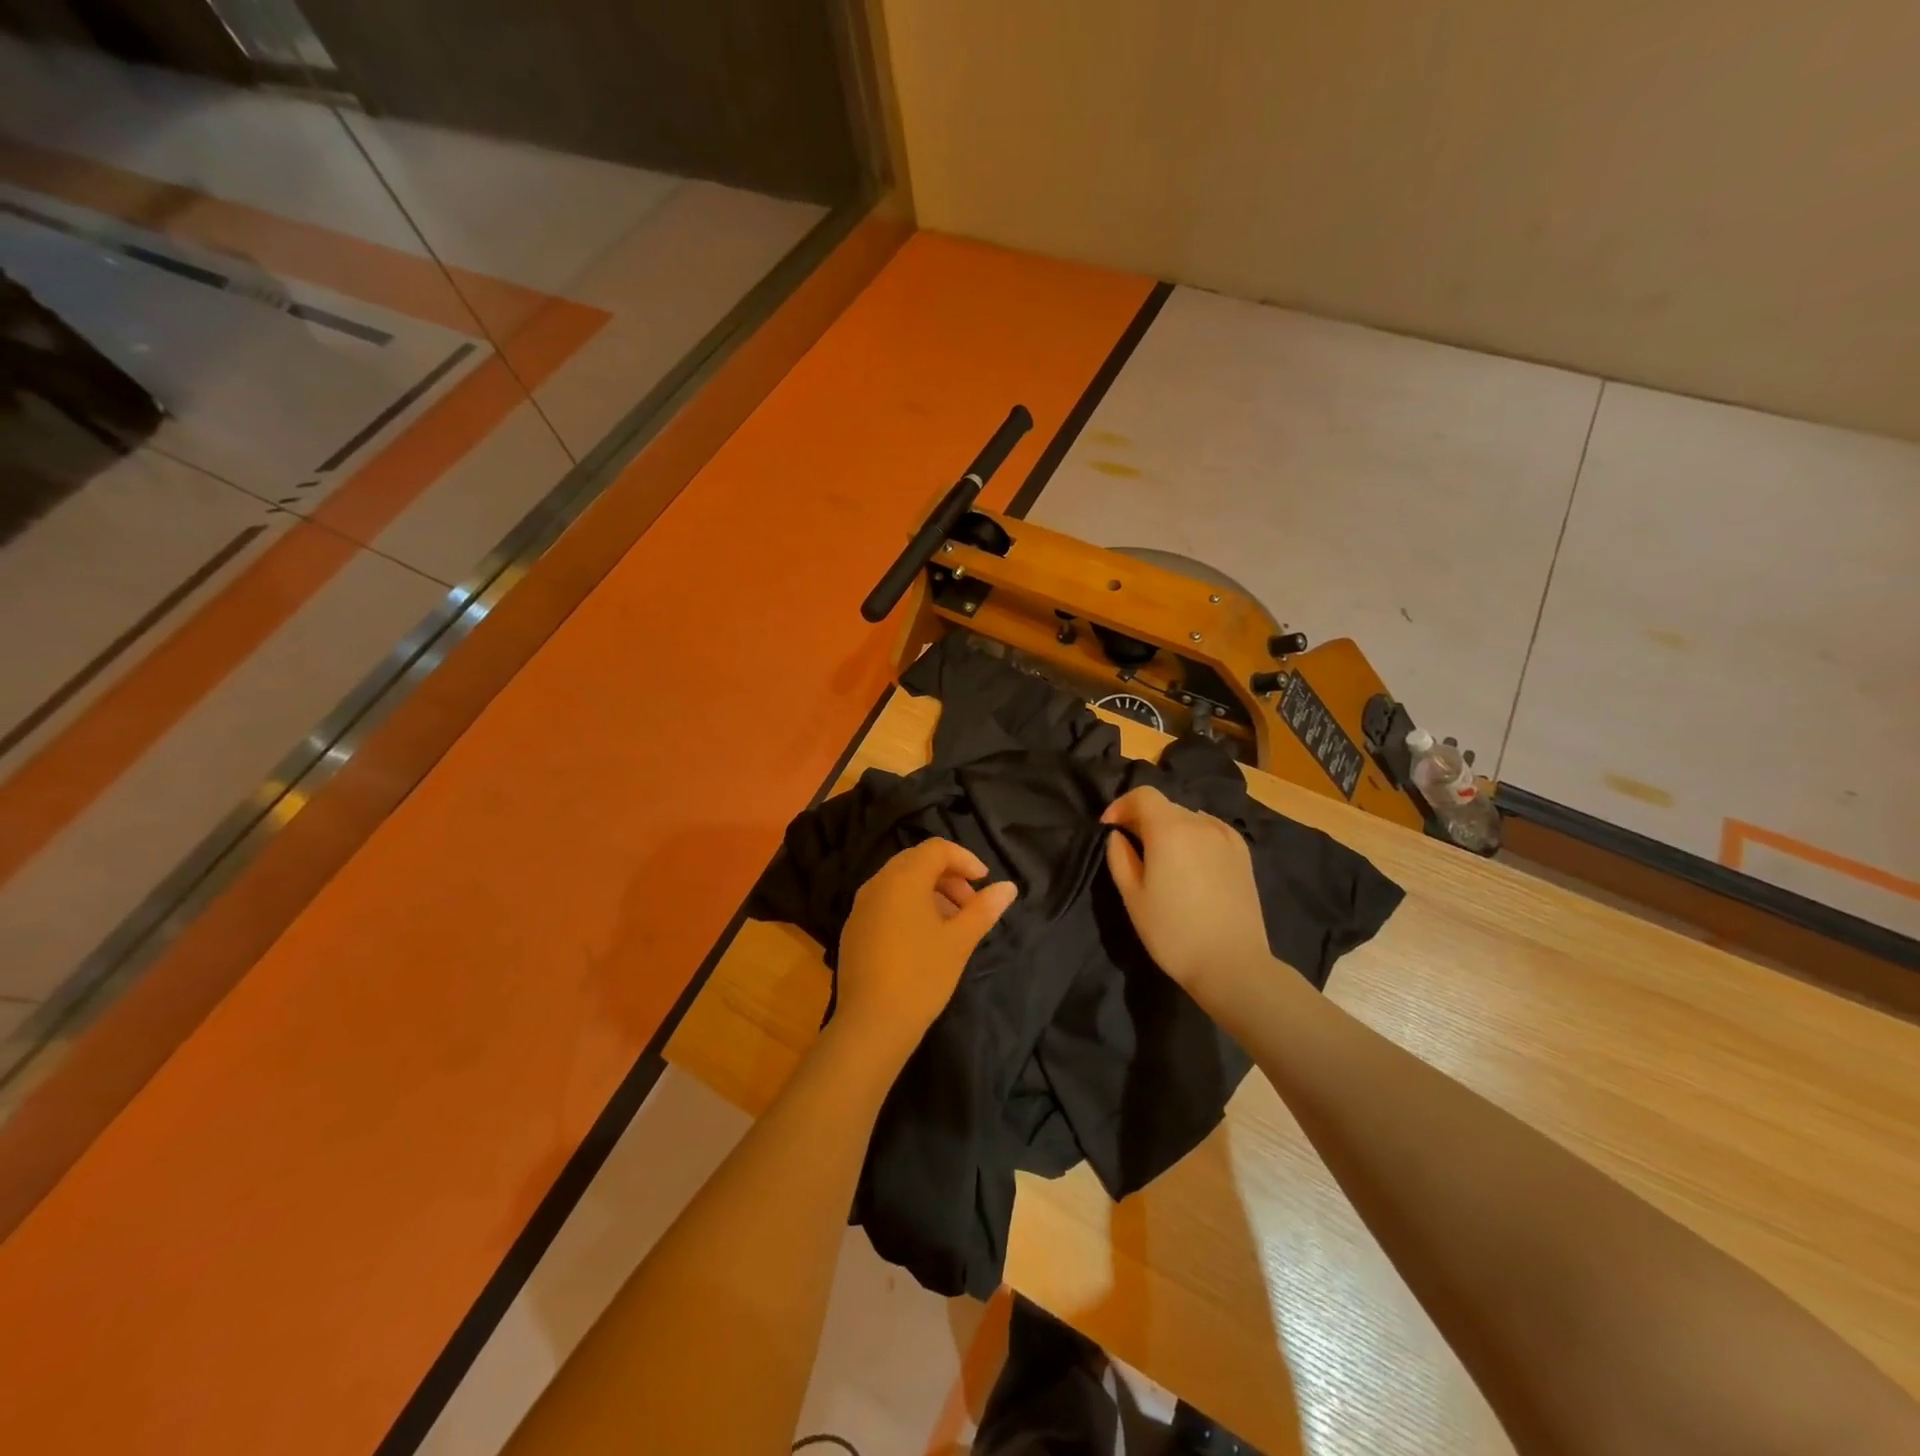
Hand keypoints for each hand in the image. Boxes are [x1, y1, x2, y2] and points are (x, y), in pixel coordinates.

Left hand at [834, 839, 1017, 1066]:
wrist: (872, 1023)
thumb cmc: (922, 976)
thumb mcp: (960, 941)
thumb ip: (985, 909)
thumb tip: (1009, 887)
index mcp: (903, 879)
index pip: (936, 849)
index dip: (965, 859)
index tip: (984, 883)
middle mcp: (877, 883)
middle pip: (917, 861)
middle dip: (948, 876)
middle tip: (970, 904)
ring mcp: (861, 906)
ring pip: (900, 882)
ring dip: (930, 892)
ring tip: (952, 924)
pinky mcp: (853, 929)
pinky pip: (885, 902)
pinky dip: (909, 906)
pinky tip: (924, 938)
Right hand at [1102, 787, 1271, 998]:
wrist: (1231, 964)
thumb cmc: (1173, 932)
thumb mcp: (1133, 897)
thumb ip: (1119, 857)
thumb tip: (1118, 836)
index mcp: (1169, 829)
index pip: (1142, 795)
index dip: (1121, 806)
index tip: (1109, 828)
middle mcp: (1199, 824)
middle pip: (1165, 806)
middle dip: (1143, 818)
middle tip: (1130, 845)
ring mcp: (1226, 838)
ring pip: (1189, 818)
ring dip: (1169, 828)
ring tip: (1161, 856)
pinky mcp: (1243, 855)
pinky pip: (1212, 831)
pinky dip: (1195, 835)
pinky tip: (1191, 860)